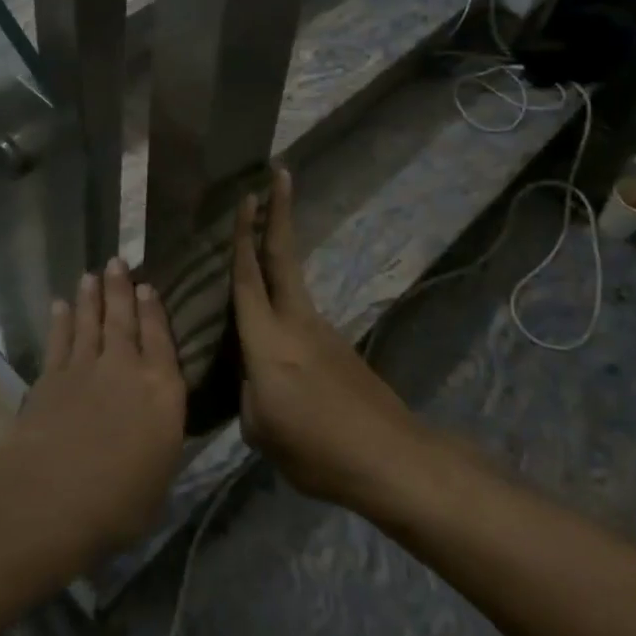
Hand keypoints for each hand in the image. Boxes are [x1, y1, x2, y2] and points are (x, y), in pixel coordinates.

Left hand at [0, 260, 185, 571]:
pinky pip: (59, 340)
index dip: (154, 311)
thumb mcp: (159, 479)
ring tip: (91, 275)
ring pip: (90, 323)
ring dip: (90, 297)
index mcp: (163, 391)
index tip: (147, 286)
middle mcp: (126, 369)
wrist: (53, 494)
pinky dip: (60, 321)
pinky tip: (60, 306)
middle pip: (123, 320)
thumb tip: (155, 435)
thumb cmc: (120, 502)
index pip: (161, 340)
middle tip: (117, 262)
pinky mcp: (51, 378)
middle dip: (120, 289)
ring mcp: (85, 369)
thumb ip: (158, 446)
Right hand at [232, 168, 425, 508]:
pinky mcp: (338, 351)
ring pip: (291, 285)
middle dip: (279, 212)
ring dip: (276, 258)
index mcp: (268, 341)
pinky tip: (277, 344)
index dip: (244, 235)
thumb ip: (248, 394)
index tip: (247, 194)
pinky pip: (300, 319)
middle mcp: (295, 323)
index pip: (249, 277)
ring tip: (254, 249)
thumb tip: (254, 380)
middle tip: (278, 174)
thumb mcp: (261, 431)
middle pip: (283, 256)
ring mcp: (322, 334)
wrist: (392, 462)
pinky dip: (283, 309)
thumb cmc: (317, 448)